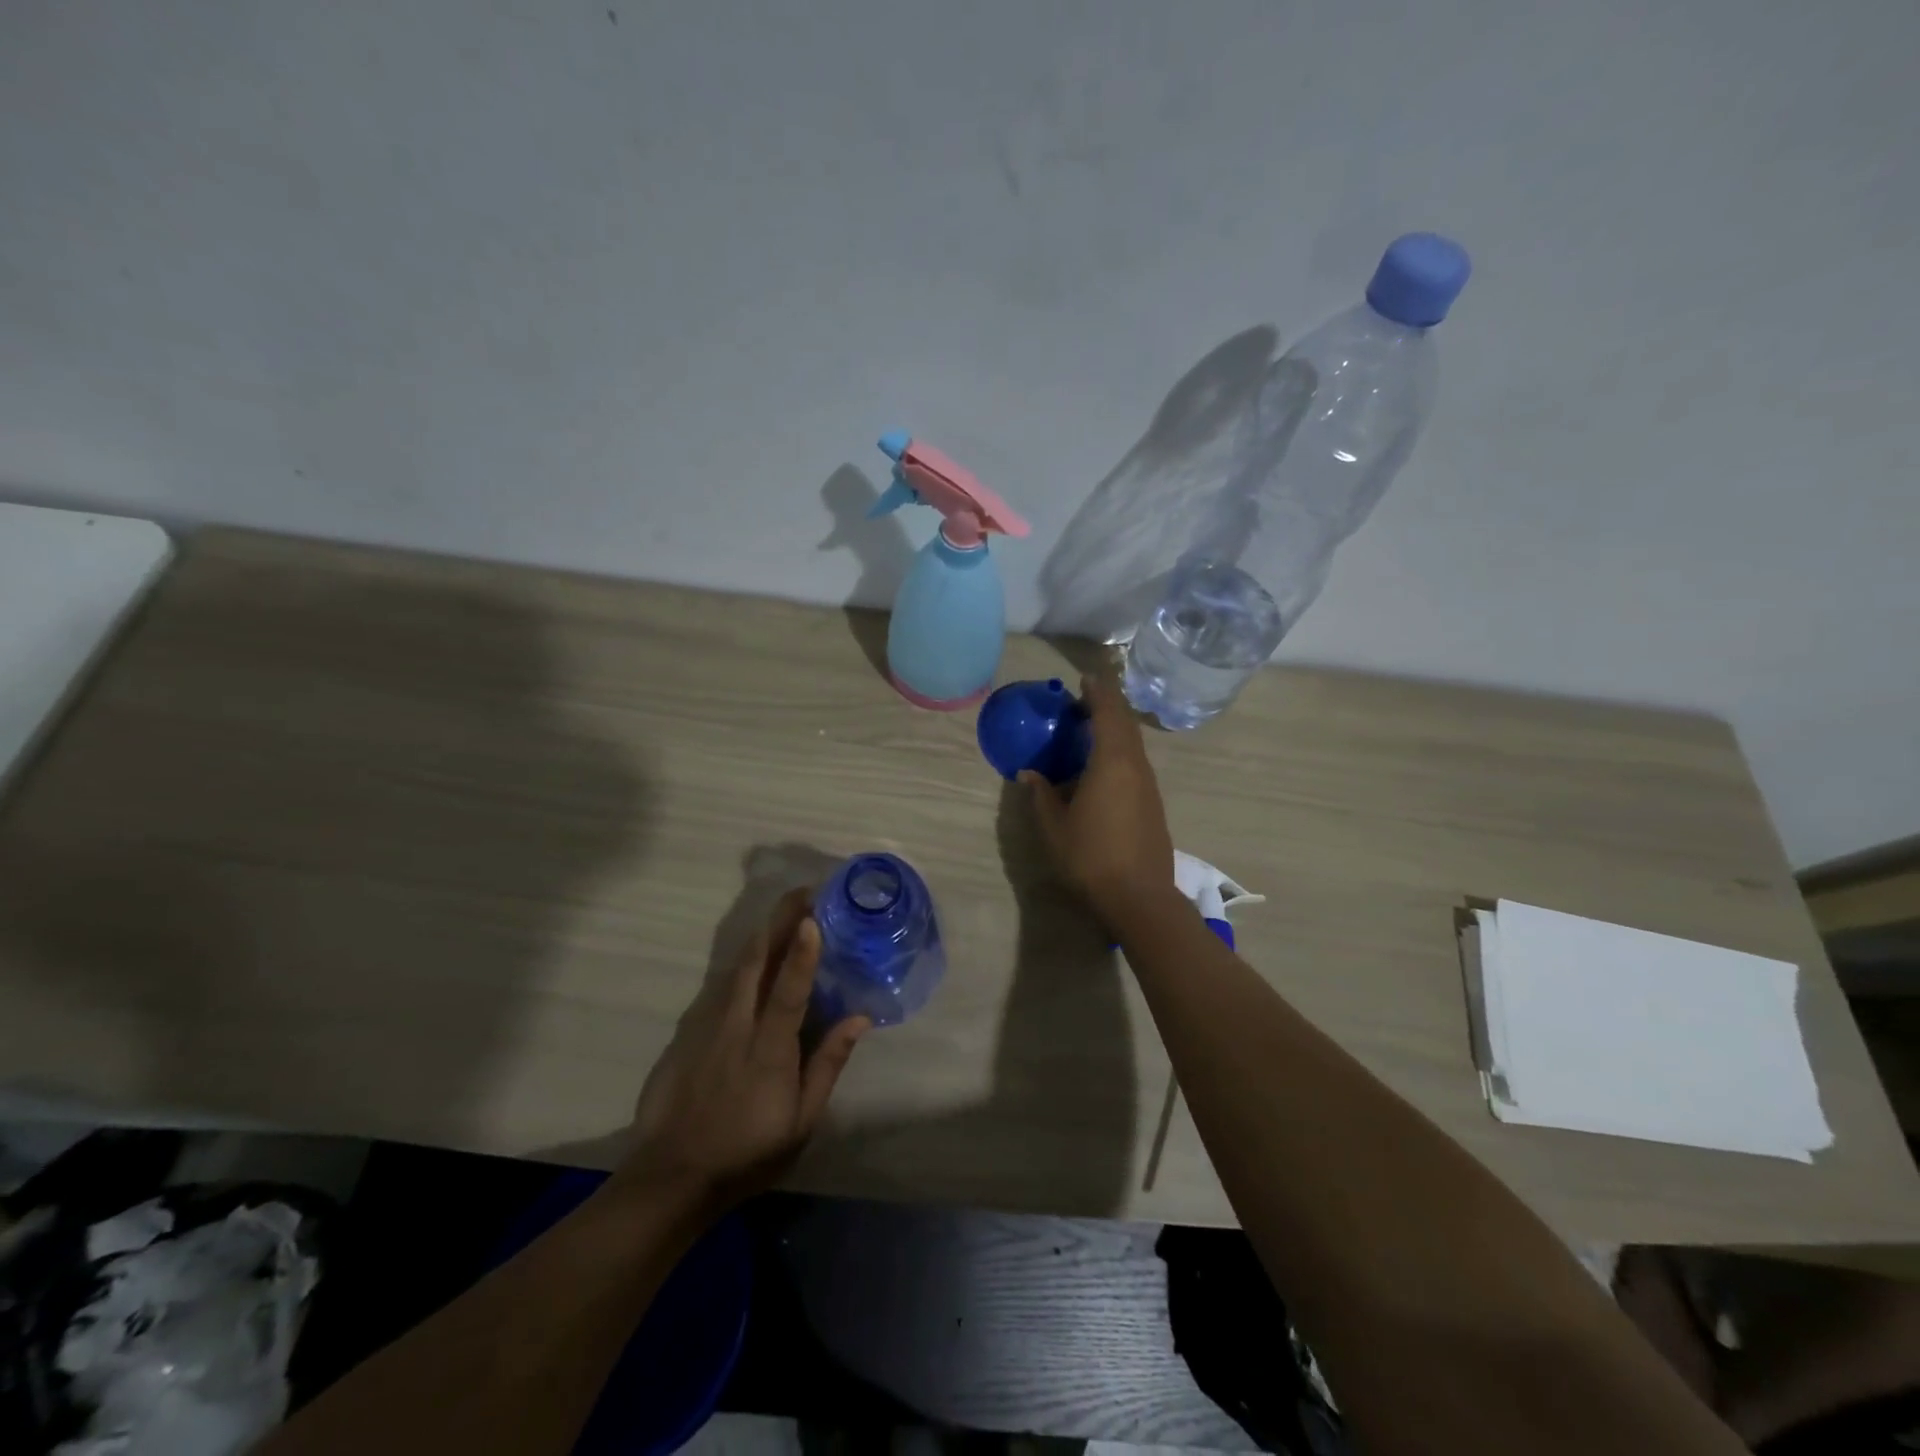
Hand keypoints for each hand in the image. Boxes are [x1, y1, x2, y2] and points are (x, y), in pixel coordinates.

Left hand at [622, 889, 868, 1209]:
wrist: (670, 1177)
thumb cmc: (747, 1152)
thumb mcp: (801, 1121)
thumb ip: (828, 1064)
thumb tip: (858, 1018)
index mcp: (768, 1051)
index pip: (788, 992)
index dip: (802, 953)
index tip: (814, 917)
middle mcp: (735, 1028)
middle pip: (755, 963)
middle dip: (779, 922)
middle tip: (803, 894)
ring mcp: (704, 1027)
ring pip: (734, 969)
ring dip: (760, 937)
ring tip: (783, 915)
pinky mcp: (684, 1033)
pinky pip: (716, 988)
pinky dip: (739, 966)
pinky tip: (751, 961)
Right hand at [1020, 669, 1175, 925]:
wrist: (1139, 897)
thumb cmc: (1090, 857)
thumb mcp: (1054, 826)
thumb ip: (1041, 795)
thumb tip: (1029, 775)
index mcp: (1112, 763)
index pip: (1108, 713)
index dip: (1097, 692)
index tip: (1085, 678)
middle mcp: (1135, 766)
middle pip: (1125, 724)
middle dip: (1107, 706)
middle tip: (1084, 700)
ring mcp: (1148, 786)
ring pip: (1133, 745)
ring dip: (1115, 729)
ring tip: (1090, 729)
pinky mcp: (1153, 804)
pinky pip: (1136, 763)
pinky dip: (1120, 751)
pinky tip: (1103, 767)